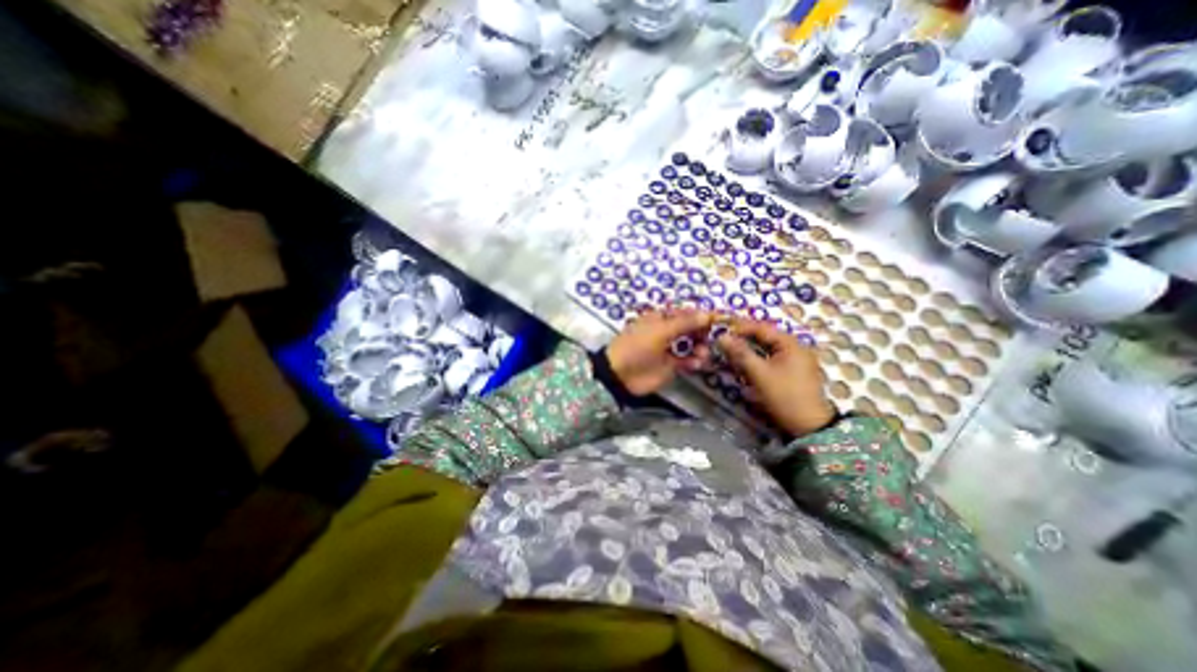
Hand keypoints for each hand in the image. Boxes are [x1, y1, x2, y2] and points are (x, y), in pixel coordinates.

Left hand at [608, 307, 709, 394]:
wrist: (621, 374)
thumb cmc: (638, 346)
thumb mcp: (660, 331)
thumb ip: (684, 323)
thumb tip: (708, 314)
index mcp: (661, 318)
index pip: (686, 313)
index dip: (701, 316)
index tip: (717, 320)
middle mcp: (667, 331)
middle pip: (691, 329)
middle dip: (703, 333)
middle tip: (712, 339)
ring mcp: (669, 349)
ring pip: (692, 345)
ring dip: (701, 348)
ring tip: (702, 354)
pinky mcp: (671, 366)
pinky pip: (688, 361)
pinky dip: (694, 362)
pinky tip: (696, 364)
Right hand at [713, 317, 833, 438]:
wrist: (809, 427)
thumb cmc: (784, 396)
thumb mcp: (759, 374)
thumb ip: (740, 353)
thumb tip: (722, 337)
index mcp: (791, 344)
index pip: (762, 327)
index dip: (740, 326)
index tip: (721, 329)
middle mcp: (796, 347)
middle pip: (766, 336)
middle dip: (744, 337)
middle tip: (724, 339)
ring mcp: (797, 360)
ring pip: (768, 347)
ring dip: (750, 347)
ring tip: (731, 349)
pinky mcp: (794, 371)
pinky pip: (772, 357)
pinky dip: (758, 357)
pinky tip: (746, 362)